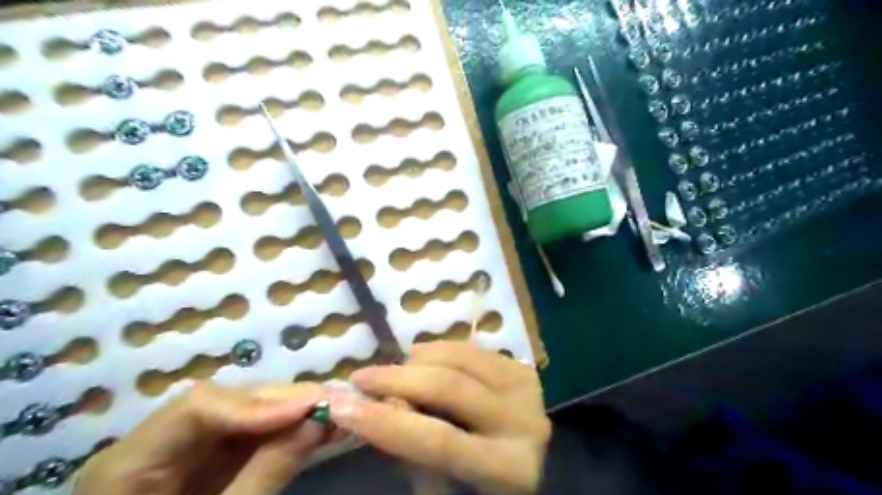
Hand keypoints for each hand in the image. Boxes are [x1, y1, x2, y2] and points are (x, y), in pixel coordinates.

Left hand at [75, 382, 336, 494]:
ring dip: (292, 411)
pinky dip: (285, 429)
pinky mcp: (209, 455)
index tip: (307, 408)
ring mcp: (184, 446)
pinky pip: (251, 432)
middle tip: (333, 400)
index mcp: (129, 463)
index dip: (256, 403)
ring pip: (245, 411)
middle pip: (227, 401)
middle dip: (284, 401)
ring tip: (333, 410)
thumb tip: (317, 422)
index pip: (197, 407)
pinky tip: (315, 426)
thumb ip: (265, 474)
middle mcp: (157, 440)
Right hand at [328, 342, 548, 491]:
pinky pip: (471, 349)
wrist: (529, 462)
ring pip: (459, 359)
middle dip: (396, 379)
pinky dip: (439, 350)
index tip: (341, 405)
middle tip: (360, 378)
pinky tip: (420, 357)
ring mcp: (525, 390)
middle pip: (449, 387)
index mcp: (508, 468)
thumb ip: (412, 450)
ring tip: (393, 371)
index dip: (386, 422)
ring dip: (417, 360)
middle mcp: (524, 422)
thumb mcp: (443, 487)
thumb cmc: (480, 487)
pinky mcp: (522, 369)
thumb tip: (378, 408)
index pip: (437, 440)